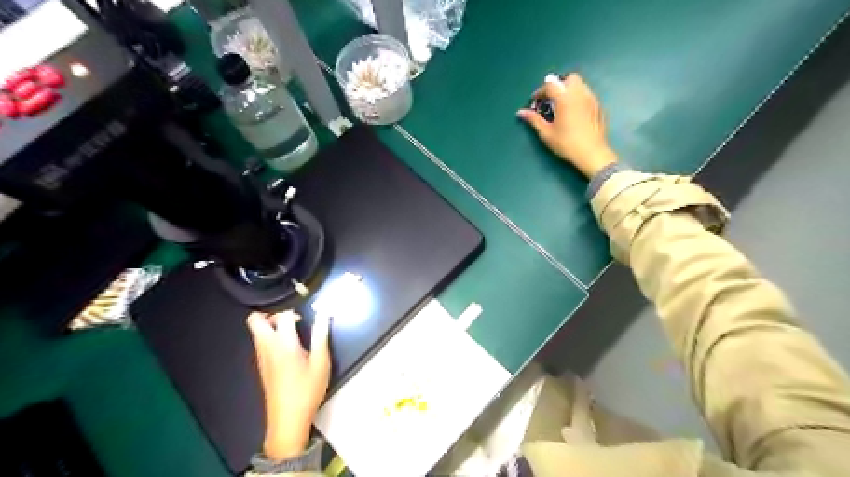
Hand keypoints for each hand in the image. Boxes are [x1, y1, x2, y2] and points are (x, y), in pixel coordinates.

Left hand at [247, 312, 330, 459]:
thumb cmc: (307, 390)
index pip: (282, 316)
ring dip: (270, 326)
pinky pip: (260, 343)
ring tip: (292, 335)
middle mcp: (267, 347)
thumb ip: (321, 335)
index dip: (294, 313)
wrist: (288, 420)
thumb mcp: (321, 362)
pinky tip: (289, 350)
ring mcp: (261, 358)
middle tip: (291, 321)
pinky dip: (270, 338)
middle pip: (255, 320)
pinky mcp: (261, 367)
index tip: (305, 320)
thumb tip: (324, 314)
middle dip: (271, 314)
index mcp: (283, 344)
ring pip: (256, 332)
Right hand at [519, 72, 618, 176]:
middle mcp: (580, 93)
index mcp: (565, 97)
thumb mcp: (546, 133)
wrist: (591, 153)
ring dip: (569, 90)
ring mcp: (591, 99)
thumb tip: (521, 112)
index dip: (540, 92)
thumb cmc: (566, 143)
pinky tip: (574, 113)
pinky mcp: (598, 107)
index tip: (534, 102)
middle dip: (558, 85)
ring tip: (562, 106)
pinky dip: (578, 98)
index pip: (550, 85)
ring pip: (580, 85)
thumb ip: (534, 119)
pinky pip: (587, 95)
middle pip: (569, 78)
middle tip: (551, 100)